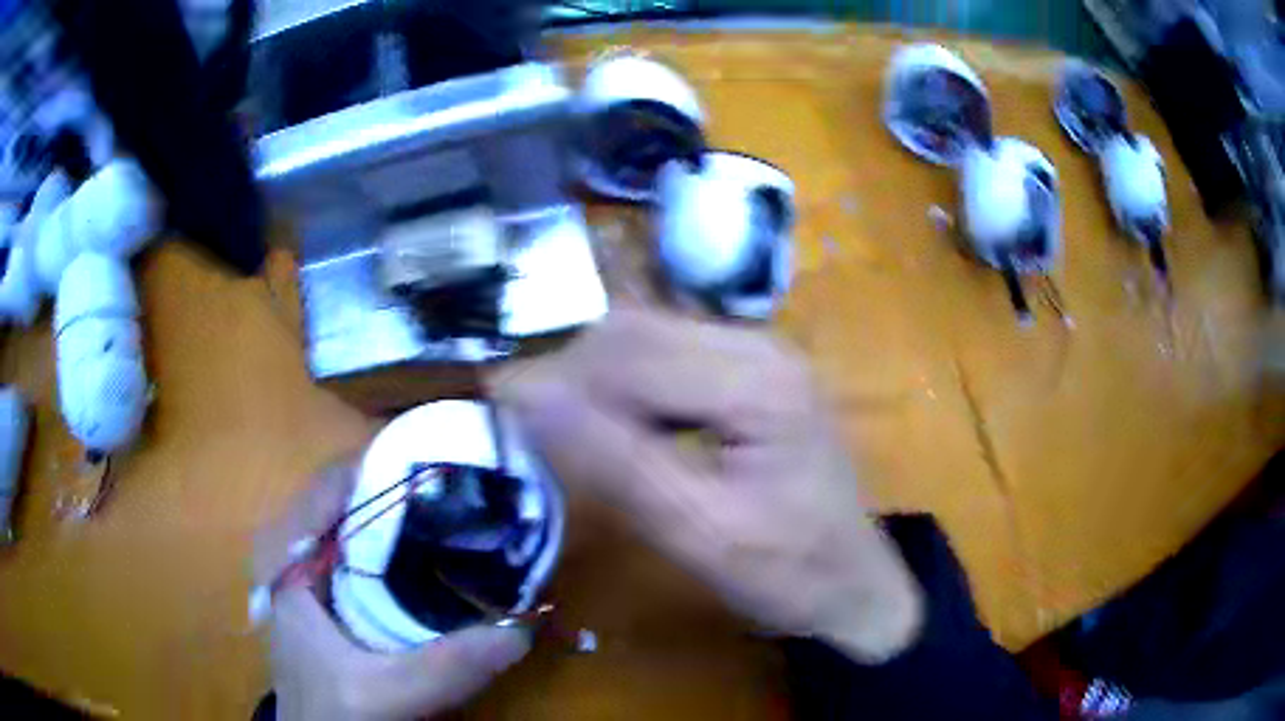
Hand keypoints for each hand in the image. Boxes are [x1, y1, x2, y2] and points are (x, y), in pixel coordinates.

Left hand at [254, 464, 530, 720]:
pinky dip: (399, 542)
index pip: (333, 480)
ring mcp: (309, 565)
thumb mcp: (384, 693)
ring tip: (458, 510)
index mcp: (285, 553)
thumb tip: (521, 628)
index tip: (448, 462)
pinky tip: (436, 553)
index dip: (389, 463)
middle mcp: (293, 545)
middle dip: (404, 485)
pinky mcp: (328, 587)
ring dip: (404, 511)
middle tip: (464, 489)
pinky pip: (363, 546)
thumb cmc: (332, 710)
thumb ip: (444, 666)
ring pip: (357, 516)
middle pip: (350, 491)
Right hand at [493, 310, 923, 662]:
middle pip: (637, 331)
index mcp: (756, 381)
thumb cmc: (786, 572)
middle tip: (535, 428)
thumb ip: (612, 460)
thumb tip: (526, 394)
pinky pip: (671, 354)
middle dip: (574, 375)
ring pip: (649, 335)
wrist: (853, 582)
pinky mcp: (755, 370)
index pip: (627, 355)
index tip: (500, 407)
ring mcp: (762, 351)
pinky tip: (617, 425)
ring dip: (598, 378)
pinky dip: (629, 384)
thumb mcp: (696, 532)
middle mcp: (760, 344)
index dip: (556, 379)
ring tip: (569, 431)